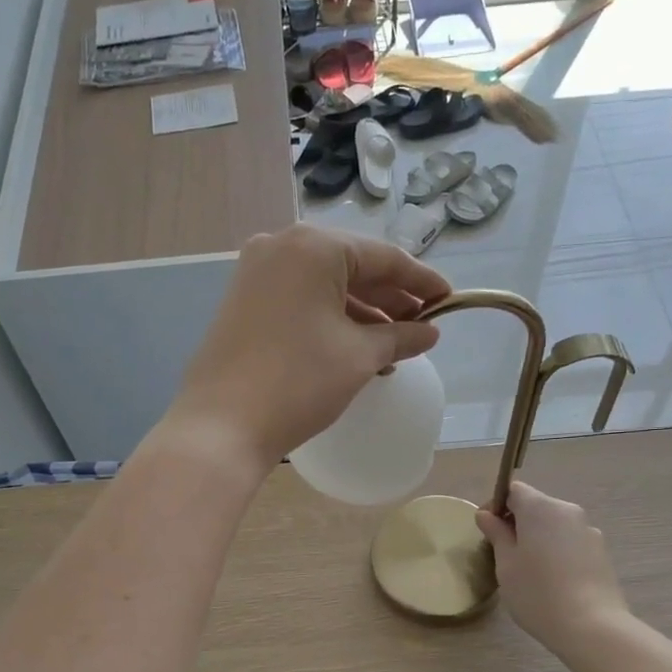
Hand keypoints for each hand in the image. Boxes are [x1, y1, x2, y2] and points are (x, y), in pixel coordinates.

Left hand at [168, 223, 451, 470]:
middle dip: (389, 298)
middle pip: (351, 266)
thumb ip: (400, 336)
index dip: (421, 282)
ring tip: (393, 346)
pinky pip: (299, 300)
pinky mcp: (242, 301)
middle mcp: (280, 246)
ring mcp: (255, 273)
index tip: (449, 301)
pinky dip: (329, 319)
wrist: (222, 426)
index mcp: (313, 247)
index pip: (383, 257)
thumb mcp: (359, 357)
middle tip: (422, 326)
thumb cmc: (298, 382)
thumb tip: (429, 332)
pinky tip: (354, 348)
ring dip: (361, 312)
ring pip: (324, 285)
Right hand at [475, 482, 627, 649]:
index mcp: (541, 508)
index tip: (487, 530)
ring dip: (538, 538)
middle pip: (536, 506)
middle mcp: (568, 511)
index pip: (514, 490)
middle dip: (517, 523)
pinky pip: (570, 542)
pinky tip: (552, 580)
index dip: (496, 505)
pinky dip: (556, 551)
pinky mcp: (601, 552)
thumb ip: (496, 534)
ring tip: (529, 570)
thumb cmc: (537, 592)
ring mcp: (588, 531)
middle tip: (502, 553)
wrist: (592, 626)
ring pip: (554, 525)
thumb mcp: (506, 563)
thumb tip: (486, 514)